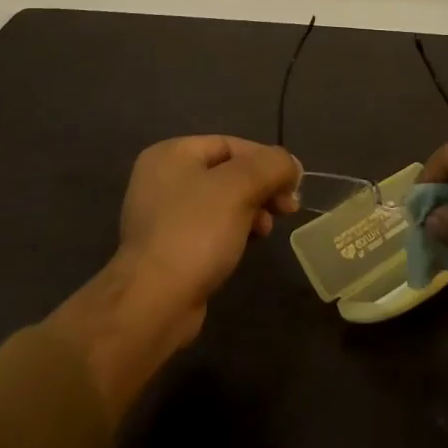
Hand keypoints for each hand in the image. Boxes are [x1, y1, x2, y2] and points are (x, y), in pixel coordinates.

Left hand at [117, 135, 301, 336]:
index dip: (266, 160)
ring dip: (251, 210)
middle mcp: (162, 178)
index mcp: (171, 154)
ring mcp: (161, 216)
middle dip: (261, 188)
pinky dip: (233, 230)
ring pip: (221, 202)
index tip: (294, 183)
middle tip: (289, 208)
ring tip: (268, 230)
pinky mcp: (167, 249)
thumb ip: (271, 165)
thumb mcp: (240, 186)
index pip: (231, 145)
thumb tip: (291, 164)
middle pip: (227, 173)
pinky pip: (209, 228)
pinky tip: (249, 244)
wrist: (154, 303)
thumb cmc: (196, 232)